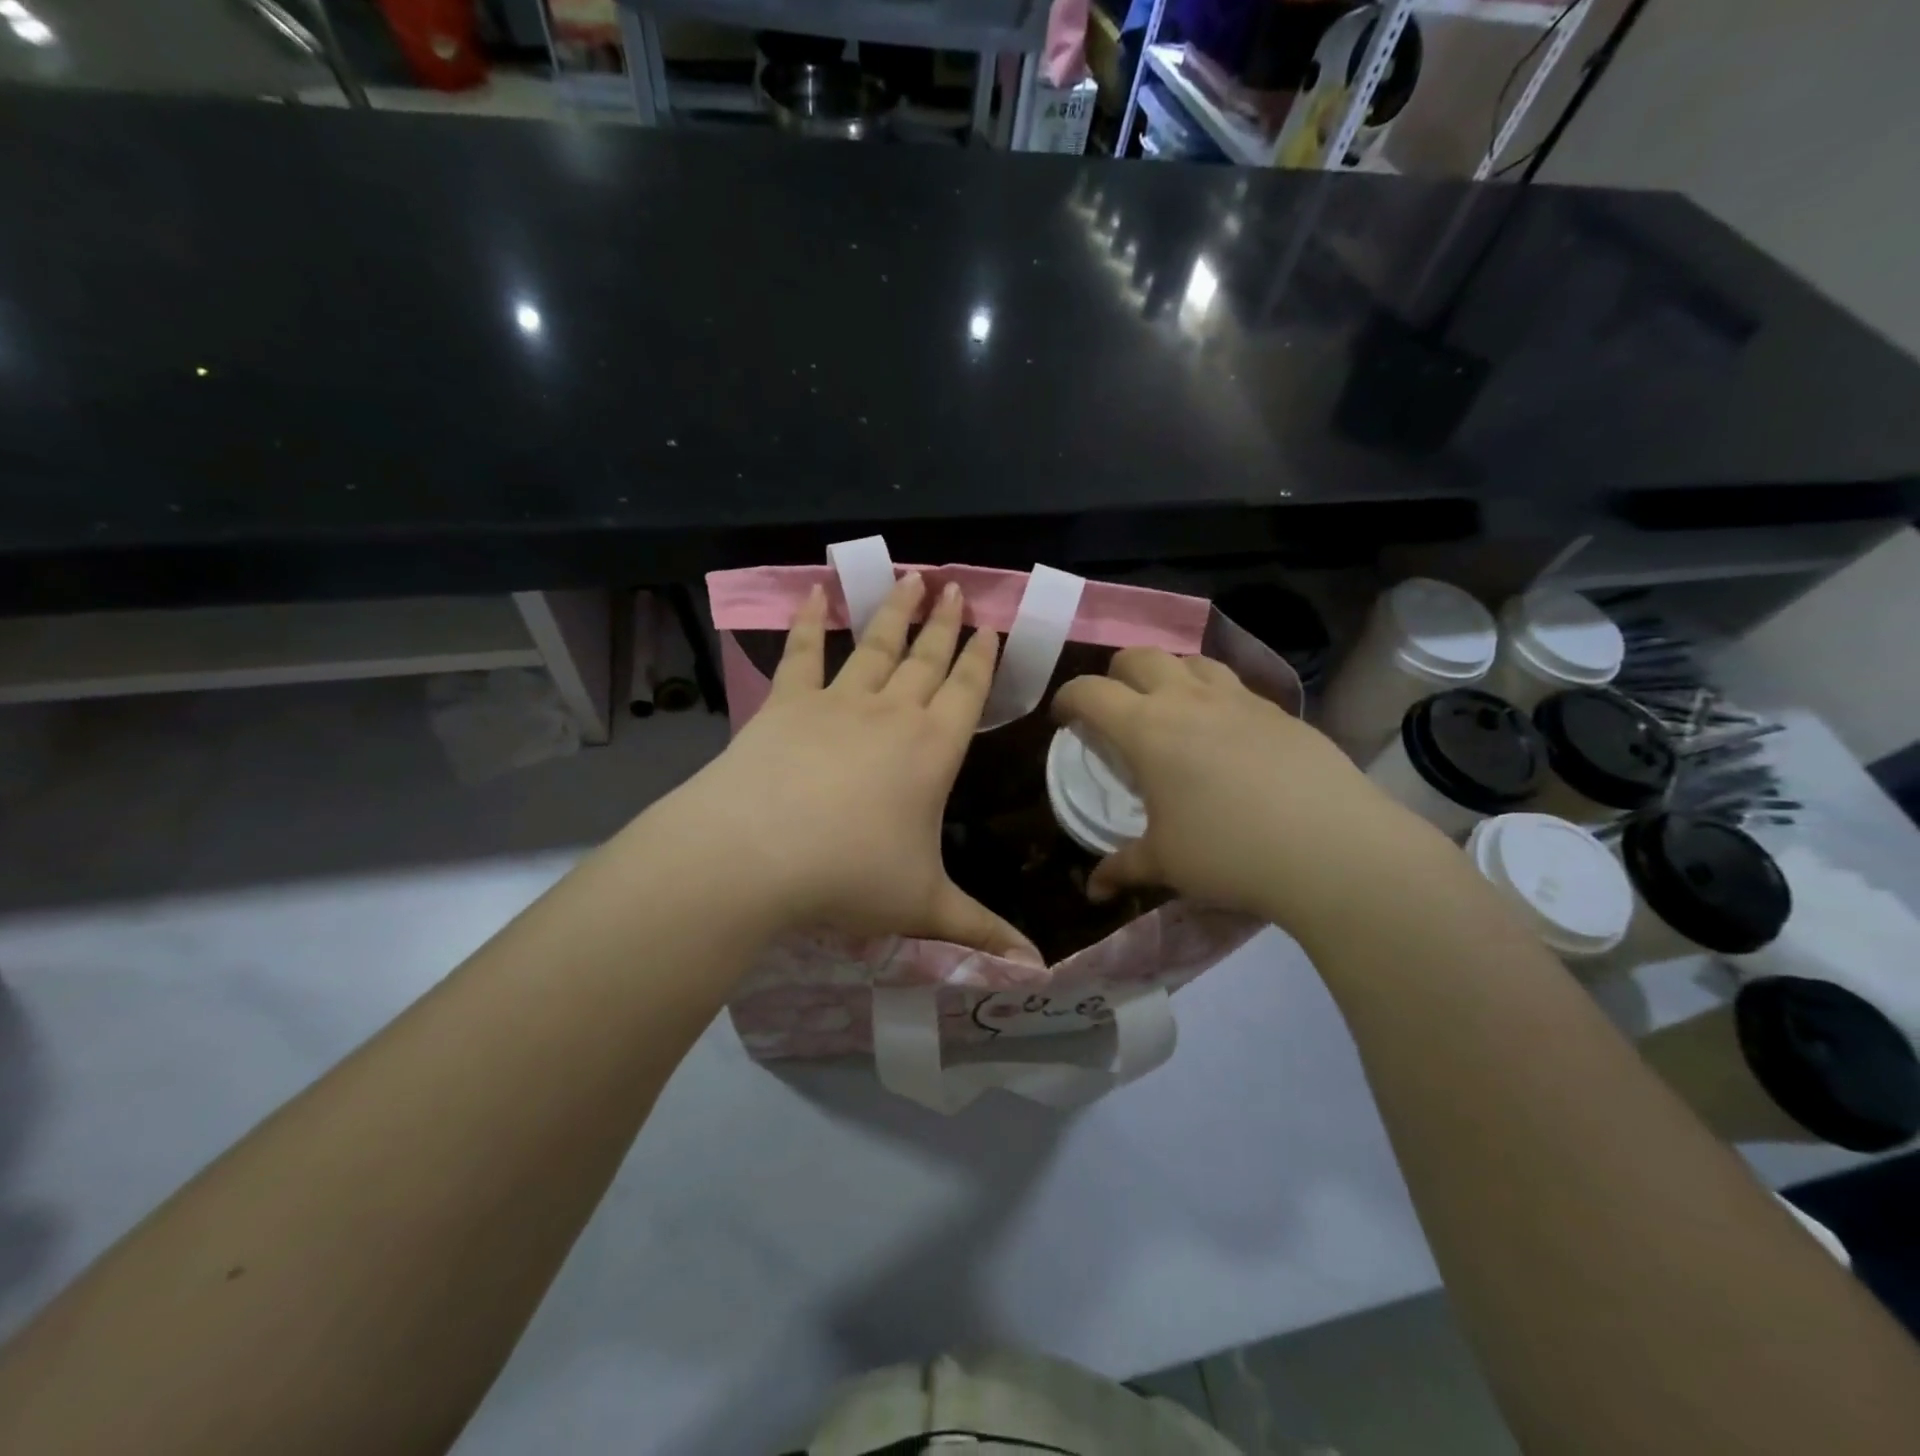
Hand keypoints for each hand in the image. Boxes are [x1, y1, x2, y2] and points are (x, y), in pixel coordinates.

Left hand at [664, 573, 1041, 964]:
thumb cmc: (849, 876)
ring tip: (911, 578)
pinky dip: (807, 620)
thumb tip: (1037, 969)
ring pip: (875, 645)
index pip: (968, 692)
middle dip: (946, 623)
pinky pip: (800, 653)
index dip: (982, 659)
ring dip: (895, 612)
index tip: (991, 626)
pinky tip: (814, 592)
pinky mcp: (785, 704)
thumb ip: (982, 932)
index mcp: (933, 750)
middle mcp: (891, 714)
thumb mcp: (924, 907)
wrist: (754, 854)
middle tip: (957, 587)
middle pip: (927, 658)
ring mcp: (836, 702)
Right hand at [1051, 648, 1451, 932]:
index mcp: (1147, 728)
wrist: (1332, 848)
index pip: (1090, 692)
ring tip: (1170, 709)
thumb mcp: (1166, 863)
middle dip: (1115, 675)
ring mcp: (1239, 699)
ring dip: (1168, 674)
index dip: (1068, 698)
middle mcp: (1188, 699)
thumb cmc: (1229, 852)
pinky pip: (1234, 684)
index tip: (1064, 719)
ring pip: (1191, 660)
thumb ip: (1123, 867)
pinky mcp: (1279, 711)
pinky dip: (1213, 695)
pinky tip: (1225, 733)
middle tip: (1115, 710)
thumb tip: (1092, 890)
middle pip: (1139, 656)